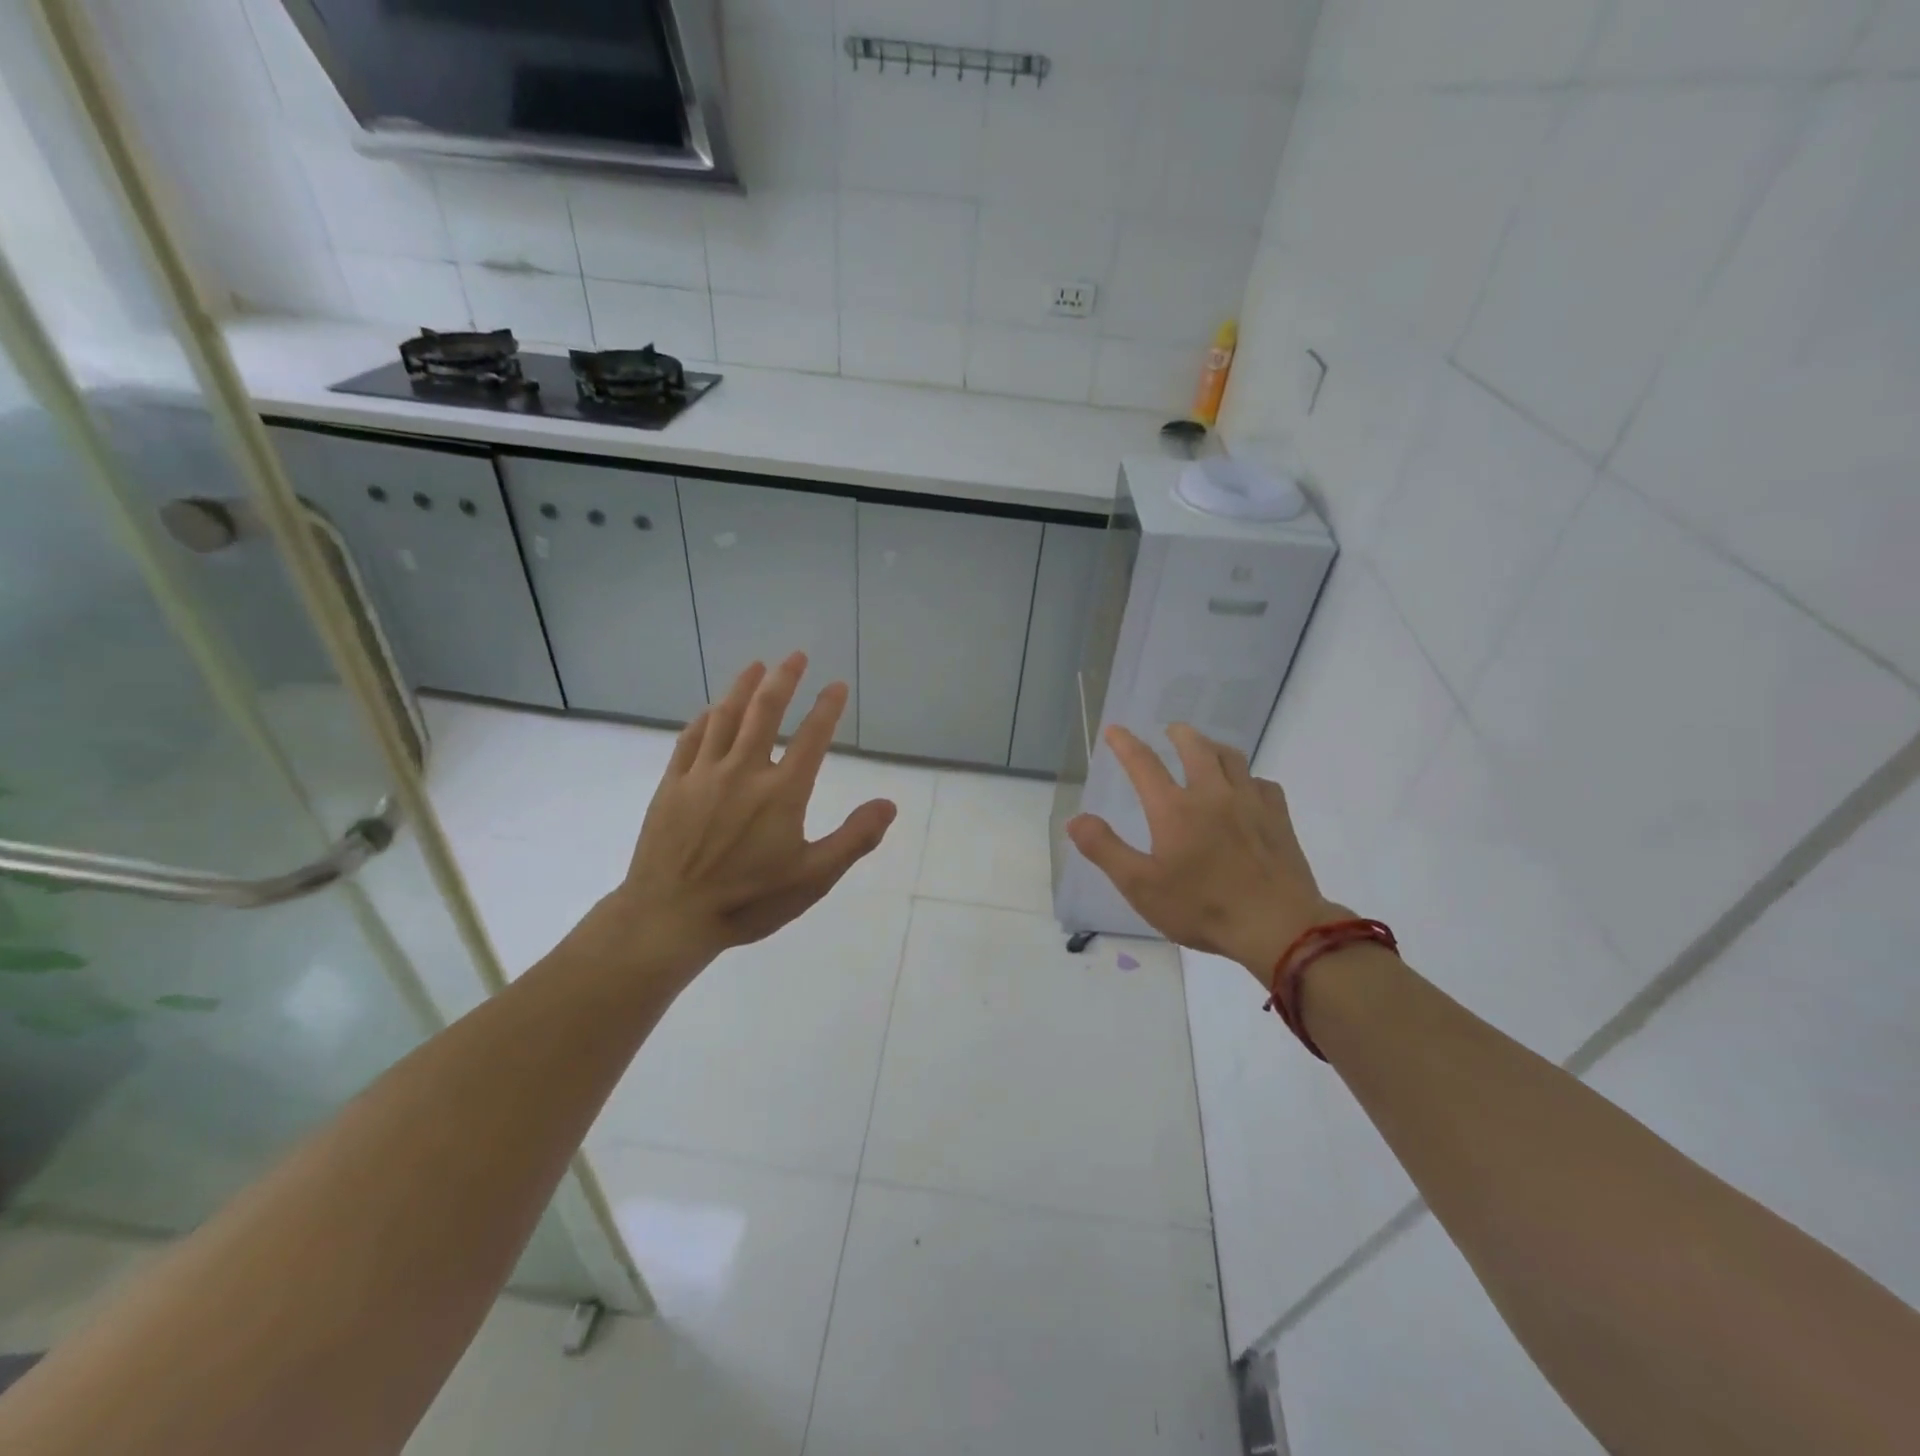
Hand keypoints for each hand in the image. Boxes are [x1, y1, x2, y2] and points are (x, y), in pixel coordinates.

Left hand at [607, 653, 896, 971]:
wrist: (669, 917)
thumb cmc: (748, 901)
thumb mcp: (813, 878)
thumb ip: (854, 838)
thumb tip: (889, 804)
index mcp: (782, 791)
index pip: (812, 737)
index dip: (827, 707)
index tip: (837, 685)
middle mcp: (743, 771)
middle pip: (765, 711)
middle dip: (783, 679)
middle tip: (795, 656)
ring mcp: (703, 774)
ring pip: (725, 717)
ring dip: (743, 687)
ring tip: (756, 666)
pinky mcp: (673, 785)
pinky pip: (690, 739)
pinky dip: (705, 719)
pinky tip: (711, 710)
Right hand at [1067, 723, 1342, 984]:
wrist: (1277, 926)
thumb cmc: (1202, 908)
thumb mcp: (1141, 886)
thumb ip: (1105, 849)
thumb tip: (1075, 819)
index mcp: (1174, 809)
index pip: (1144, 764)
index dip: (1125, 744)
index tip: (1115, 729)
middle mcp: (1212, 794)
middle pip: (1196, 748)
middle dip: (1179, 734)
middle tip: (1171, 730)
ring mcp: (1250, 803)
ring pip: (1232, 758)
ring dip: (1214, 747)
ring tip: (1206, 749)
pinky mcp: (1278, 819)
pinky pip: (1263, 784)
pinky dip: (1249, 778)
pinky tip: (1247, 789)